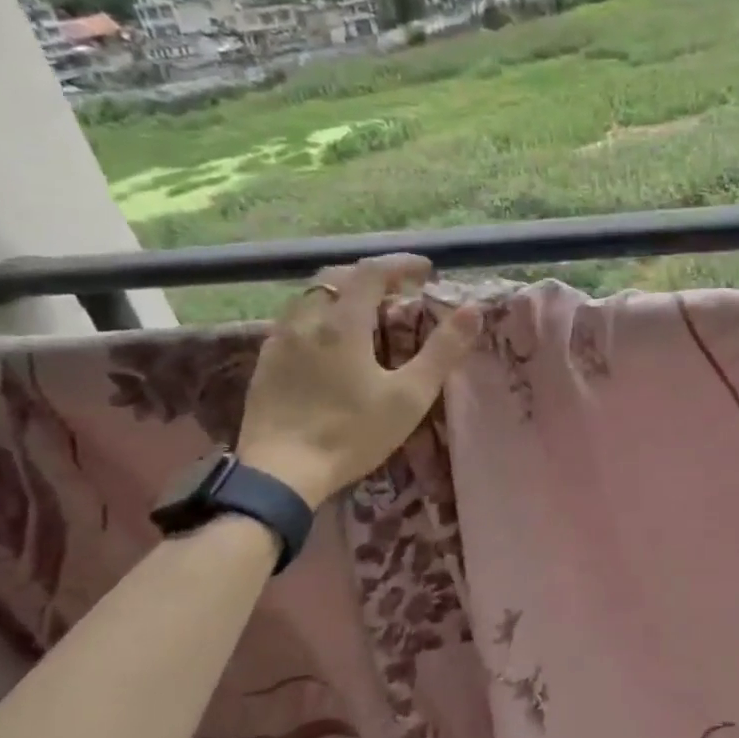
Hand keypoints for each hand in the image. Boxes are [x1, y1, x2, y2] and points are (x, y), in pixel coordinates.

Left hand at [236, 254, 479, 507]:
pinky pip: (293, 321)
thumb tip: (472, 311)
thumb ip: (442, 351)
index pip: (372, 272)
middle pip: (336, 276)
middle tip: (397, 290)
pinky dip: (319, 315)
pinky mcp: (265, 363)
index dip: (401, 264)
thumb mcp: (410, 396)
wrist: (280, 473)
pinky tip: (329, 343)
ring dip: (341, 292)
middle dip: (370, 275)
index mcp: (343, 323)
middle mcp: (306, 320)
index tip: (426, 270)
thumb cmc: (352, 434)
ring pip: (310, 296)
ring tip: (364, 313)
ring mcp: (279, 341)